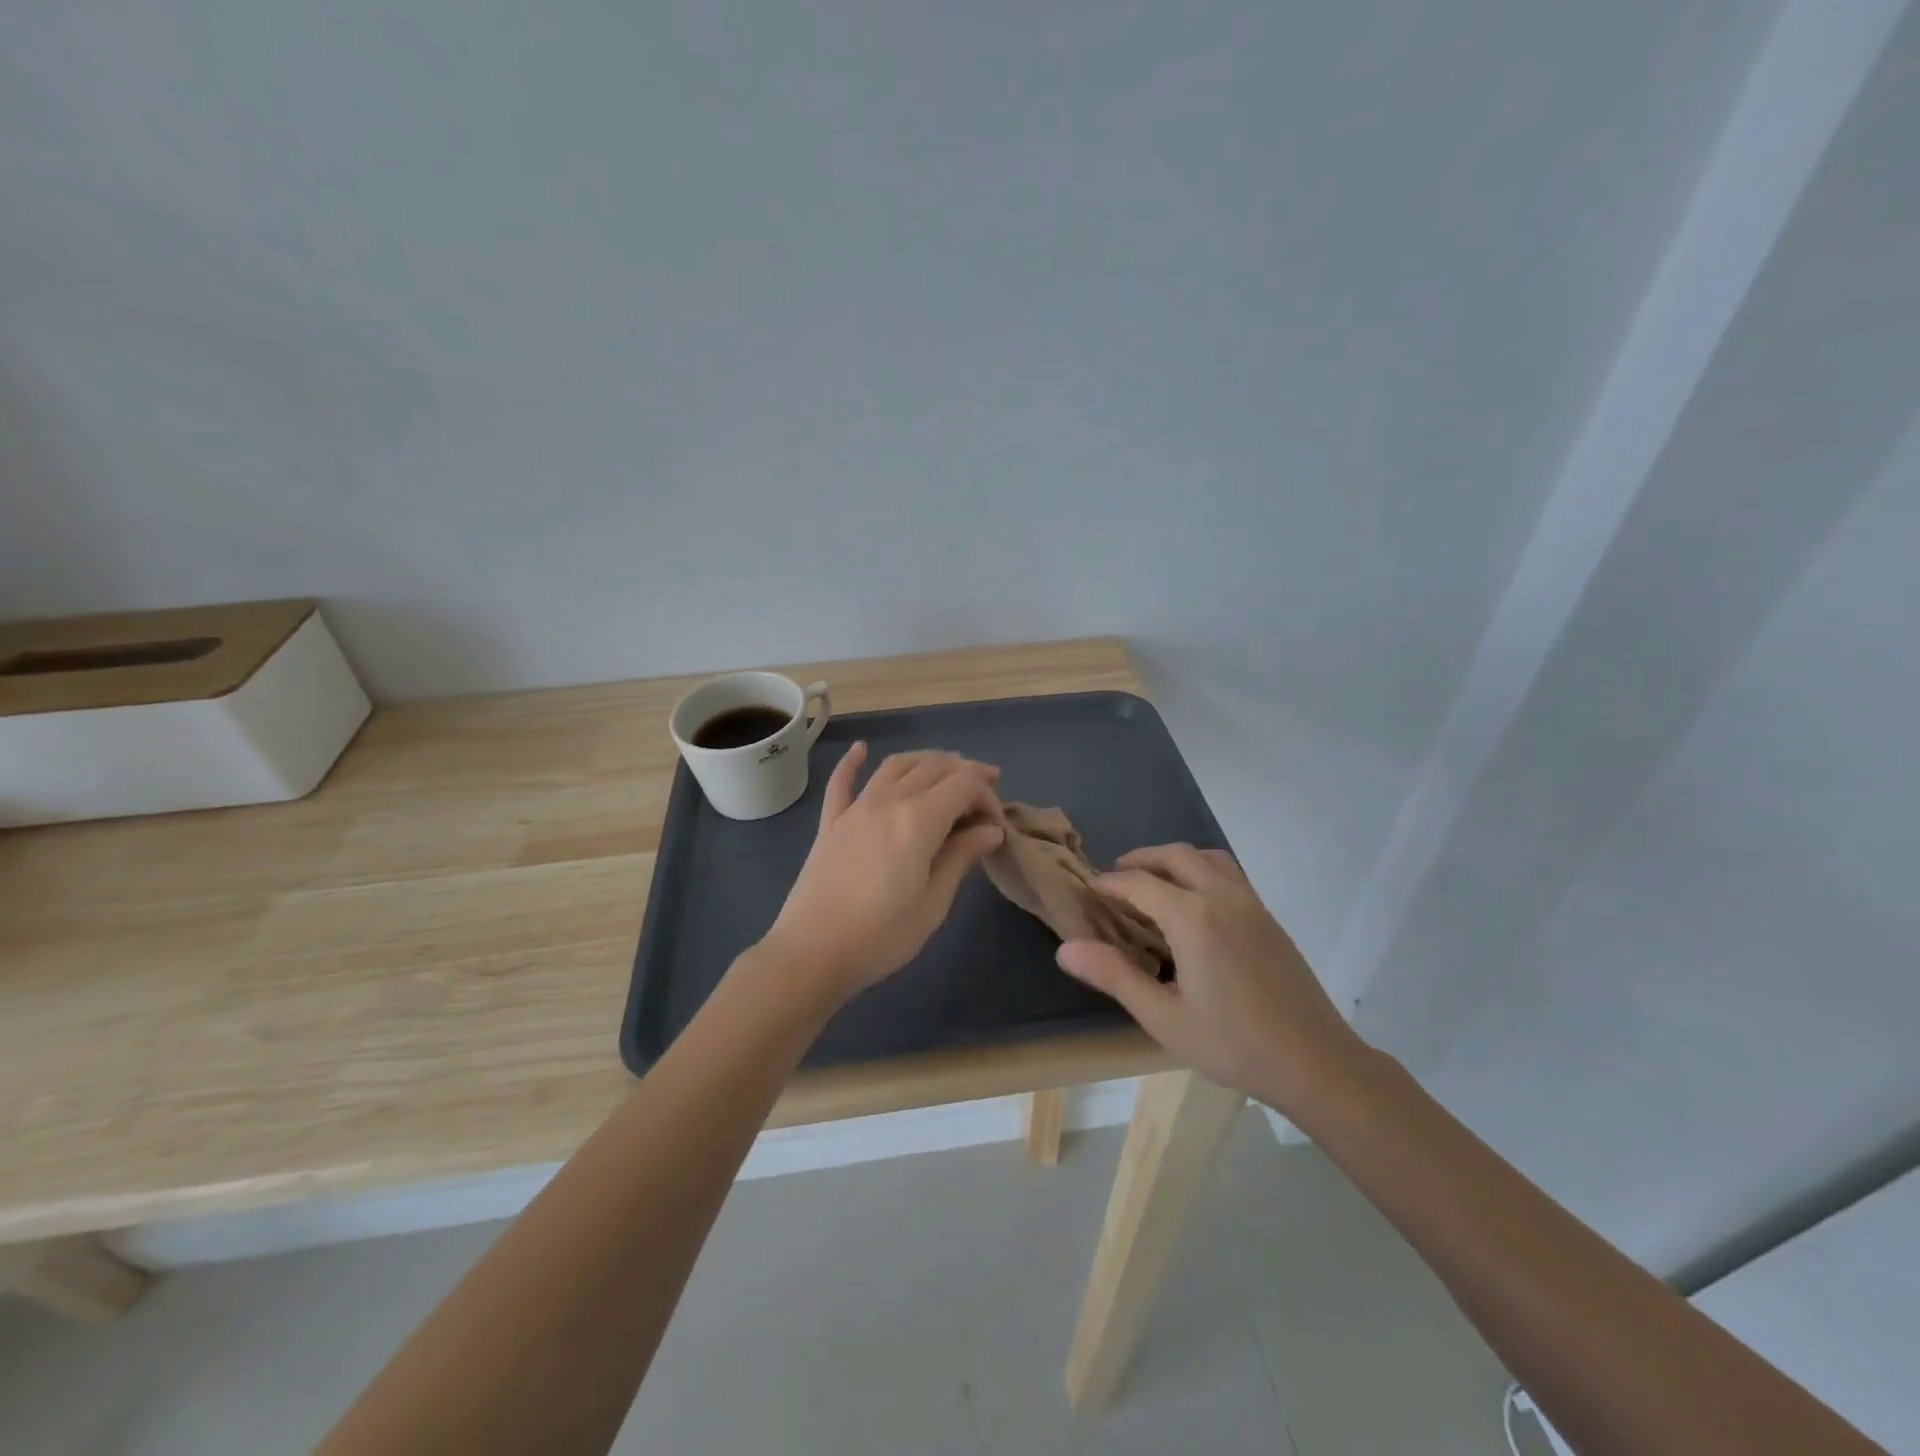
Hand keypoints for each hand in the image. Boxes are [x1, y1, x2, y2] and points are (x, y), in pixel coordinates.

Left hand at [760, 744, 1005, 1005]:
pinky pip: (842, 782)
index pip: (964, 785)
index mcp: (919, 820)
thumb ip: (961, 857)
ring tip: (946, 770)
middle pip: (934, 767)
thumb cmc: (882, 936)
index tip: (997, 825)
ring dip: (926, 760)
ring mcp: (855, 808)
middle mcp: (888, 801)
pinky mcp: (830, 822)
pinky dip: (853, 761)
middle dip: (965, 774)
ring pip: (895, 765)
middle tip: (985, 793)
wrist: (812, 953)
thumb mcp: (933, 903)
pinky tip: (860, 749)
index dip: (987, 796)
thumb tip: (991, 830)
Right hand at [1055, 845, 1369, 1121]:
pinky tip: (1196, 904)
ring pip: (1208, 858)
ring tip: (1156, 881)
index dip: (1111, 883)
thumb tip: (1065, 949)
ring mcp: (1251, 905)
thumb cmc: (1234, 1044)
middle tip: (1117, 876)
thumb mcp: (1163, 1018)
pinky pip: (1230, 874)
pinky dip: (1203, 871)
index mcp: (1193, 918)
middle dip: (1142, 859)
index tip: (1091, 890)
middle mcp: (1222, 898)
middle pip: (1177, 856)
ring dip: (1176, 859)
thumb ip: (1114, 976)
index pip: (1140, 883)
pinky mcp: (1269, 918)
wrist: (1316, 1062)